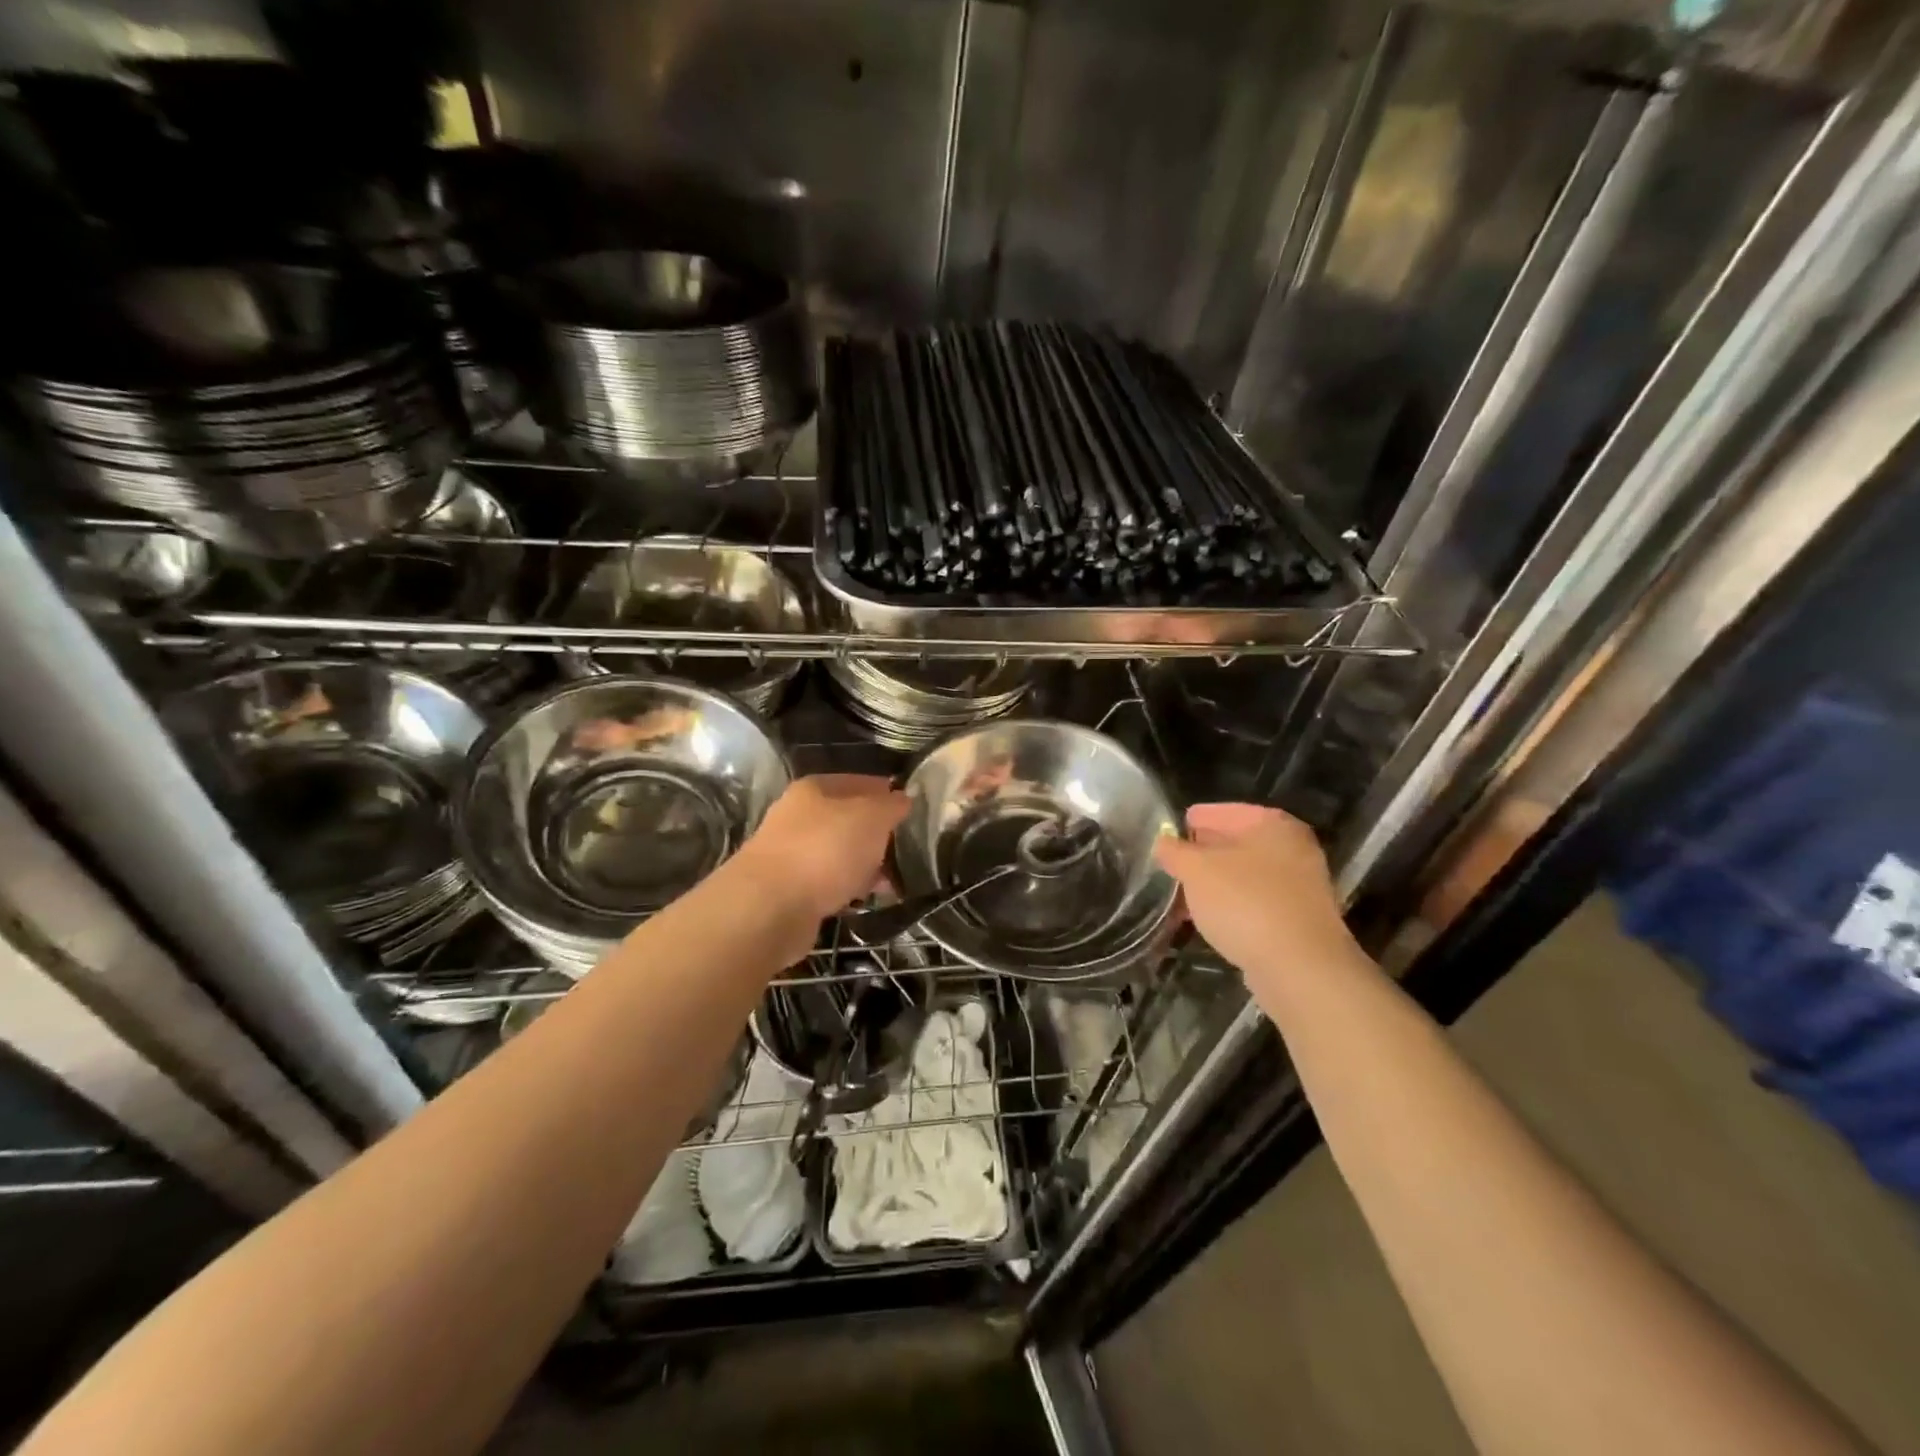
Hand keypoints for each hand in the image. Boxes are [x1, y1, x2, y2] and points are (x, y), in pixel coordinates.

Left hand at [731, 775, 908, 921]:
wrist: (769, 908)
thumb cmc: (825, 850)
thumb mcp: (871, 818)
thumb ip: (892, 806)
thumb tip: (903, 799)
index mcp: (814, 789)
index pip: (859, 782)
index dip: (887, 793)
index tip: (912, 810)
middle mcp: (798, 816)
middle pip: (848, 819)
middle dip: (878, 834)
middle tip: (908, 850)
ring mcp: (790, 853)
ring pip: (839, 853)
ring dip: (865, 865)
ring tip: (894, 882)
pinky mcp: (789, 890)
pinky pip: (829, 882)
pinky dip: (848, 888)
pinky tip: (866, 899)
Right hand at [1153, 804, 1365, 987]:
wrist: (1300, 968)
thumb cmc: (1245, 902)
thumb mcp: (1196, 870)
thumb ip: (1174, 851)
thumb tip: (1163, 842)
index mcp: (1273, 825)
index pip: (1224, 811)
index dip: (1195, 819)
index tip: (1170, 830)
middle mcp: (1293, 849)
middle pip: (1238, 844)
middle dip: (1203, 854)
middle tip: (1172, 863)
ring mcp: (1300, 887)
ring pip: (1245, 876)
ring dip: (1215, 884)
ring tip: (1181, 895)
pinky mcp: (1298, 921)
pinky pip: (1254, 904)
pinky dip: (1230, 907)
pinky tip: (1207, 920)